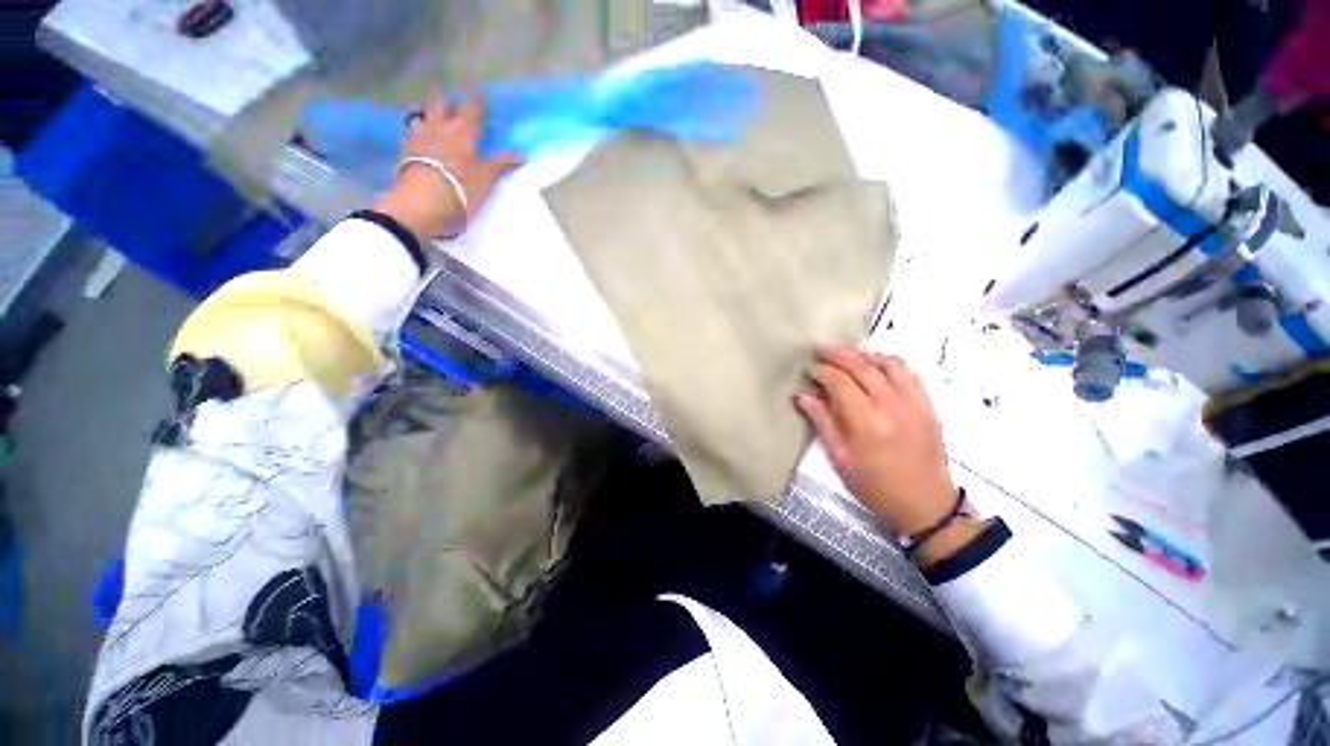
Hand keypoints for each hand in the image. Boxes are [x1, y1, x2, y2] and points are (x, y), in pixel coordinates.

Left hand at [375, 88, 523, 242]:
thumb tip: (522, 156)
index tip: (480, 94)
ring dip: (424, 111)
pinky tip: (414, 134)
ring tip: (426, 112)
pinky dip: (413, 130)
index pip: (471, 111)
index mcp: (462, 133)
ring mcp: (418, 137)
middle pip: (438, 104)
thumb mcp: (486, 179)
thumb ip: (501, 164)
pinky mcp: (403, 151)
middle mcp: (438, 128)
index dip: (476, 102)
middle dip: (442, 96)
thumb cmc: (461, 189)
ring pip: (419, 115)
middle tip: (443, 90)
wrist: (423, 202)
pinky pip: (408, 132)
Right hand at [795, 348, 976, 563]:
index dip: (822, 372)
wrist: (925, 505)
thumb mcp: (839, 458)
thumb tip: (801, 396)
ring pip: (889, 364)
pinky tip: (876, 364)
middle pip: (863, 368)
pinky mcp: (928, 406)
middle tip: (822, 349)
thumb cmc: (874, 486)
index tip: (810, 370)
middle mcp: (893, 407)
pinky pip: (909, 373)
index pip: (840, 383)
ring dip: (864, 354)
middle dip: (840, 355)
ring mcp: (915, 404)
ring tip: (847, 354)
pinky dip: (889, 363)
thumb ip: (821, 422)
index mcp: (867, 423)